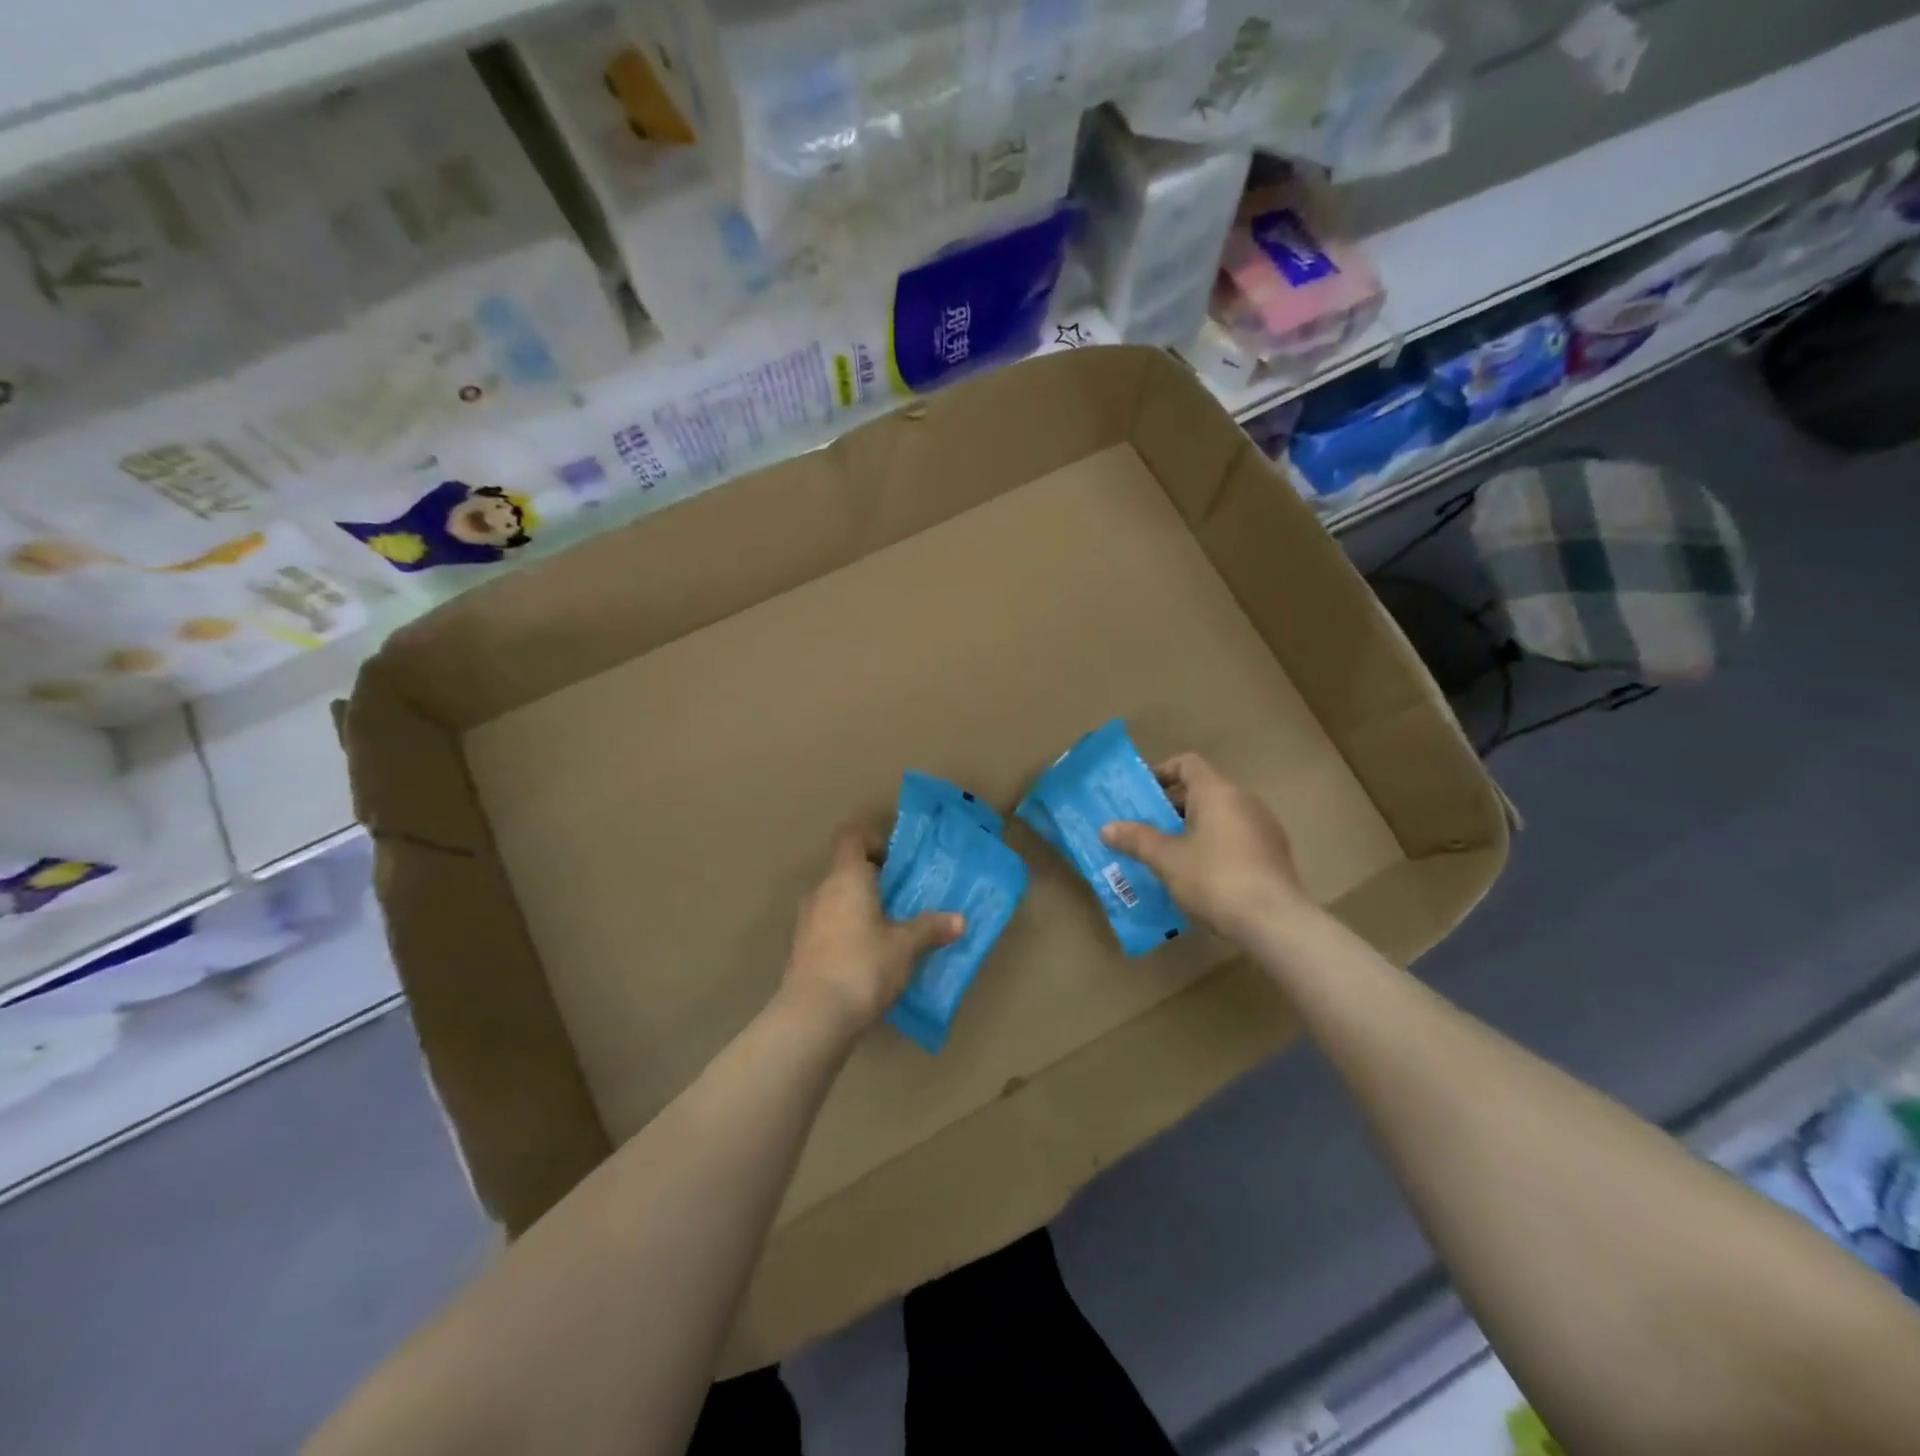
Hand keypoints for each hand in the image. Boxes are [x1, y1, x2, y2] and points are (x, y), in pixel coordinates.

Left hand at [781, 821, 963, 1034]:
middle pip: (844, 871)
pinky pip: (826, 928)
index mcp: (847, 878)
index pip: (850, 838)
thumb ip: (930, 928)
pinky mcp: (800, 950)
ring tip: (887, 933)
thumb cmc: (863, 966)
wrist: (813, 1017)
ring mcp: (806, 921)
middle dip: (872, 882)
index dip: (871, 840)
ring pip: (835, 901)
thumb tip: (960, 920)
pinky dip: (845, 933)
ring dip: (858, 909)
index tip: (893, 860)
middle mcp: (821, 892)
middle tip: (900, 901)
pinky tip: (866, 960)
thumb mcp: (905, 947)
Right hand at [1101, 753, 1312, 943]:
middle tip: (1144, 829)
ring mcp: (1263, 827)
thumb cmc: (1214, 879)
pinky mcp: (1273, 853)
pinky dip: (1213, 846)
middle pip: (1202, 790)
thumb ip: (1136, 839)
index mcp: (1217, 792)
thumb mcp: (1167, 859)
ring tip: (1167, 854)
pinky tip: (1199, 875)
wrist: (1275, 922)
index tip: (1141, 794)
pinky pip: (1235, 837)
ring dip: (1192, 828)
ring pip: (1219, 816)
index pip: (1187, 763)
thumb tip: (1106, 828)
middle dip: (1171, 807)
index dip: (1161, 772)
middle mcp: (1244, 800)